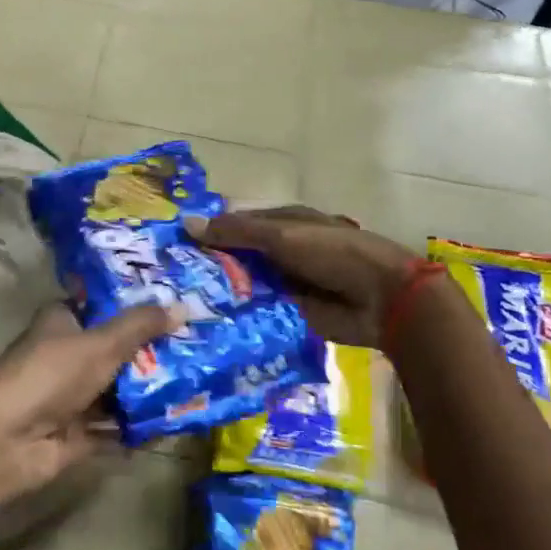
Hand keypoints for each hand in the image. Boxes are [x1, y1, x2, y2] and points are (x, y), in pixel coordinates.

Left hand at [0, 301, 178, 501]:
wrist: (7, 441)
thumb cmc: (50, 375)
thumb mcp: (101, 343)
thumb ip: (141, 326)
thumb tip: (184, 305)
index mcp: (62, 322)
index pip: (102, 306)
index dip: (136, 304)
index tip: (176, 304)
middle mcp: (65, 356)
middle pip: (114, 349)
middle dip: (152, 351)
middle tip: (198, 345)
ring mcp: (70, 397)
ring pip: (117, 390)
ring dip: (149, 391)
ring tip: (197, 383)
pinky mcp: (77, 434)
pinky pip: (116, 428)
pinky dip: (139, 427)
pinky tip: (176, 423)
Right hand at [187, 207, 422, 348]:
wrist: (382, 299)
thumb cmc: (333, 253)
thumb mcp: (282, 236)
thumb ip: (236, 232)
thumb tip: (187, 224)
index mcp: (284, 223)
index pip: (236, 225)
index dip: (208, 233)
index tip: (173, 247)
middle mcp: (282, 252)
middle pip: (239, 258)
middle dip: (210, 267)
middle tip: (167, 283)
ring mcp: (287, 284)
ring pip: (246, 287)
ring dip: (222, 294)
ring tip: (179, 307)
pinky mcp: (290, 314)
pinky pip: (259, 313)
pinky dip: (239, 317)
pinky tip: (207, 326)